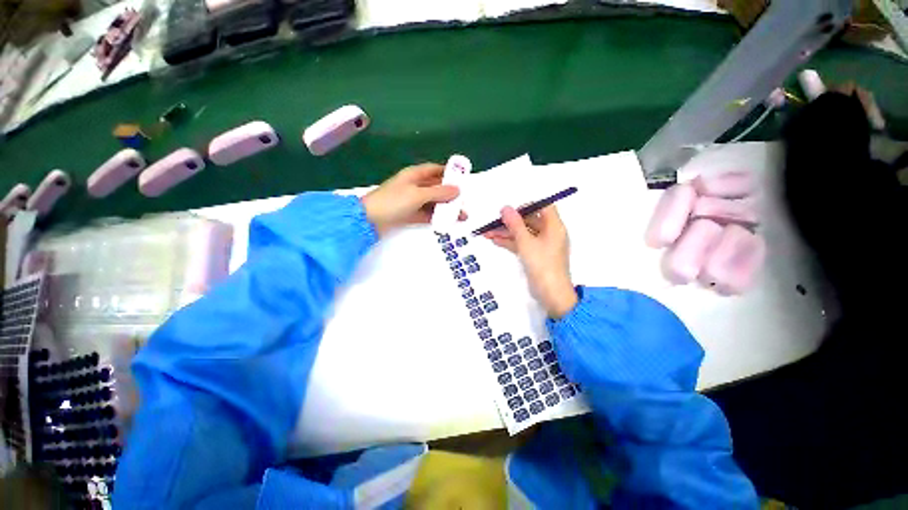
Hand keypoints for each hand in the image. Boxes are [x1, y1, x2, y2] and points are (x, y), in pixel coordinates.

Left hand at [362, 163, 463, 235]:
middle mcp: (414, 186)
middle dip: (450, 195)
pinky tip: (447, 222)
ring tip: (461, 217)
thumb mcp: (418, 195)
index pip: (434, 170)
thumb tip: (457, 190)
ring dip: (446, 208)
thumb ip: (438, 192)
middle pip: (436, 188)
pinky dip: (436, 217)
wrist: (369, 220)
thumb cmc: (393, 201)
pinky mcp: (409, 214)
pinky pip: (427, 214)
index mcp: (414, 175)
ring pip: (433, 202)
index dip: (448, 172)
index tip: (462, 178)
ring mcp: (411, 201)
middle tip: (464, 203)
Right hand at [484, 205, 577, 318]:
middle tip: (494, 222)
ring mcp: (542, 245)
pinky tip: (496, 240)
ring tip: (488, 233)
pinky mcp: (535, 255)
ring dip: (507, 233)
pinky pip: (522, 244)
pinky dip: (510, 242)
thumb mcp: (526, 243)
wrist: (551, 294)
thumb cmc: (543, 266)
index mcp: (554, 226)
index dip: (527, 206)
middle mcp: (550, 234)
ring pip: (523, 233)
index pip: (543, 207)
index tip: (511, 210)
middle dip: (511, 222)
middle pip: (530, 221)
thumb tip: (506, 209)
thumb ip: (515, 225)